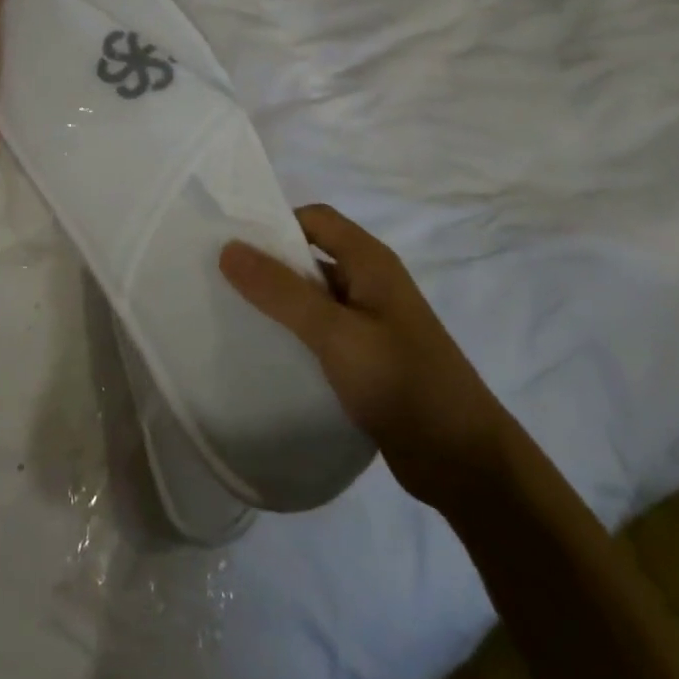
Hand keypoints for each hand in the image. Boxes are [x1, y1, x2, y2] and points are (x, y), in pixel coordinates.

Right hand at [220, 204, 507, 510]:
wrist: (461, 459)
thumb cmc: (401, 381)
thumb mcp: (335, 332)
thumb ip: (281, 291)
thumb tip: (229, 247)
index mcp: (370, 262)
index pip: (314, 219)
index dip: (273, 223)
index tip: (229, 244)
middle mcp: (370, 284)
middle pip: (310, 257)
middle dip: (268, 265)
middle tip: (216, 281)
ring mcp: (369, 324)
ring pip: (313, 299)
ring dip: (277, 305)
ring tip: (229, 317)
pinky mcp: (365, 360)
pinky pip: (320, 335)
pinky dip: (292, 336)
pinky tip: (263, 354)